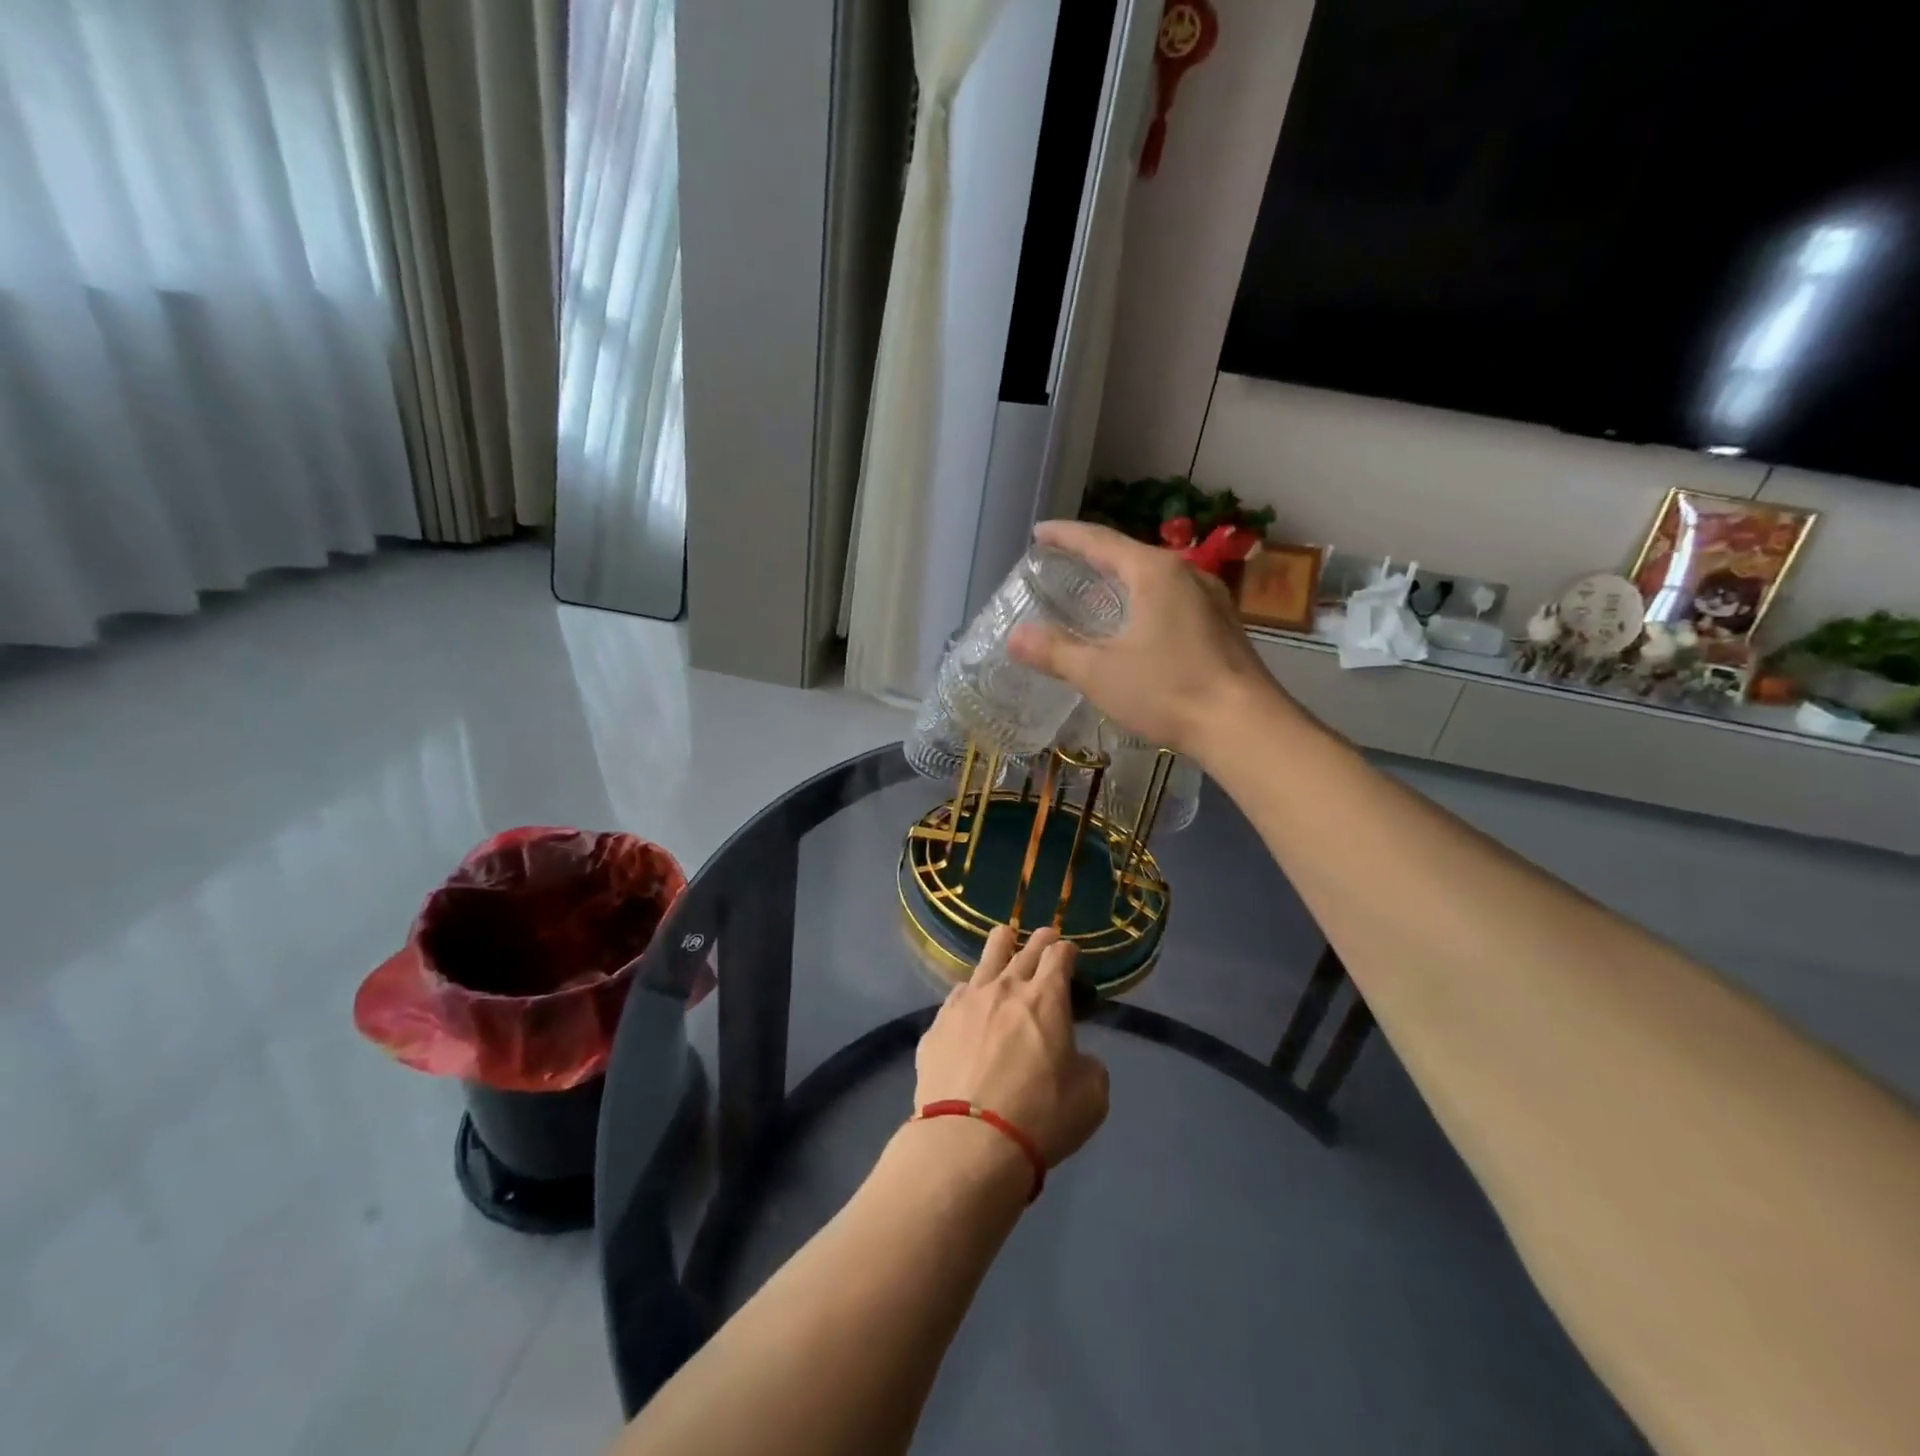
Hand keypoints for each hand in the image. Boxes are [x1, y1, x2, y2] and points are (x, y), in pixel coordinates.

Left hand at [914, 926, 1109, 1168]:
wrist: (968, 1141)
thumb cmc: (1040, 1117)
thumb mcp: (1091, 1097)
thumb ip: (1089, 1066)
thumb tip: (1076, 1058)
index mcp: (1045, 998)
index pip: (1059, 956)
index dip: (1067, 950)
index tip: (1070, 953)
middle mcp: (1004, 989)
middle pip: (1023, 950)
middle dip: (1039, 940)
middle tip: (1045, 936)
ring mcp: (965, 1003)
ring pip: (985, 960)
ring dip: (1000, 947)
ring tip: (1004, 938)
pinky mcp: (937, 1025)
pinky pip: (957, 996)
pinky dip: (971, 993)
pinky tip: (969, 1000)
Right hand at [1008, 519, 1279, 760]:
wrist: (1244, 725)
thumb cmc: (1168, 690)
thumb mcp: (1099, 673)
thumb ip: (1055, 652)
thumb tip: (1014, 637)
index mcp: (1154, 572)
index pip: (1100, 540)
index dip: (1066, 535)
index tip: (1039, 532)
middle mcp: (1186, 573)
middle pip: (1129, 554)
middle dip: (1093, 556)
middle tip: (1062, 562)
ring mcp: (1210, 598)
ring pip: (1155, 577)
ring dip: (1122, 579)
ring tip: (1096, 590)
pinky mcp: (1222, 624)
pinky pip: (1173, 599)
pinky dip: (1145, 600)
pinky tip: (1137, 623)